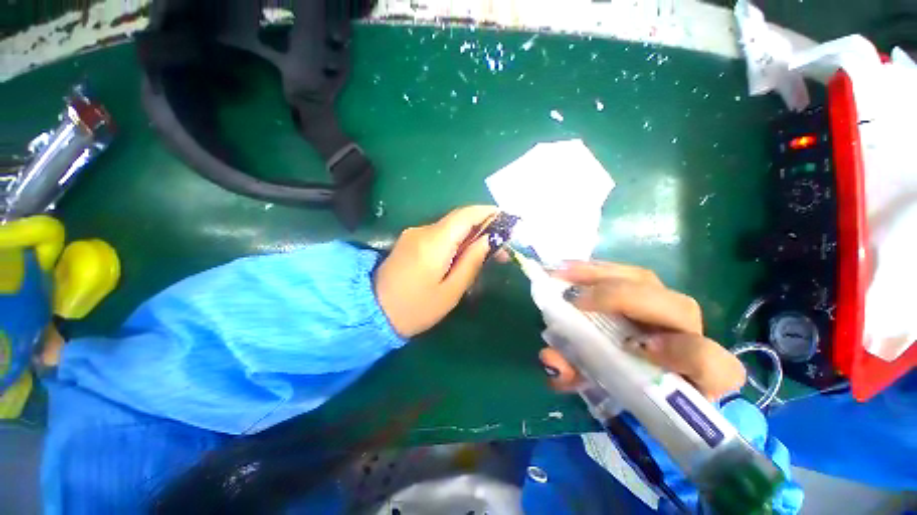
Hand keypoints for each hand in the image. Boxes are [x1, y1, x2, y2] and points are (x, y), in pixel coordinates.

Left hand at [375, 205, 497, 336]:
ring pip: (450, 227)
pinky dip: (456, 241)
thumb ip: (471, 262)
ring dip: (470, 235)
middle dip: (483, 227)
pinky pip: (439, 235)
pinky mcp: (410, 241)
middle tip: (500, 248)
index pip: (466, 215)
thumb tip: (489, 240)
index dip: (488, 213)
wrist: (373, 312)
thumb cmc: (416, 308)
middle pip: (459, 219)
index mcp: (434, 242)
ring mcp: (414, 234)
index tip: (507, 221)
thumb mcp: (450, 291)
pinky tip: (464, 256)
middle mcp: (423, 230)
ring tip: (486, 255)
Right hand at [539, 261, 745, 400]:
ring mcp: (664, 306)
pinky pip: (625, 273)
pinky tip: (570, 269)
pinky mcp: (644, 291)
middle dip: (624, 298)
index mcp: (691, 375)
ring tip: (563, 273)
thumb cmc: (622, 387)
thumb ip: (577, 379)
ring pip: (647, 280)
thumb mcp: (598, 391)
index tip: (632, 348)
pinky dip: (595, 270)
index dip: (682, 353)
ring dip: (602, 274)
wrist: (635, 374)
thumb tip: (549, 359)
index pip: (710, 362)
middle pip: (677, 307)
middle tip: (574, 298)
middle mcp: (687, 334)